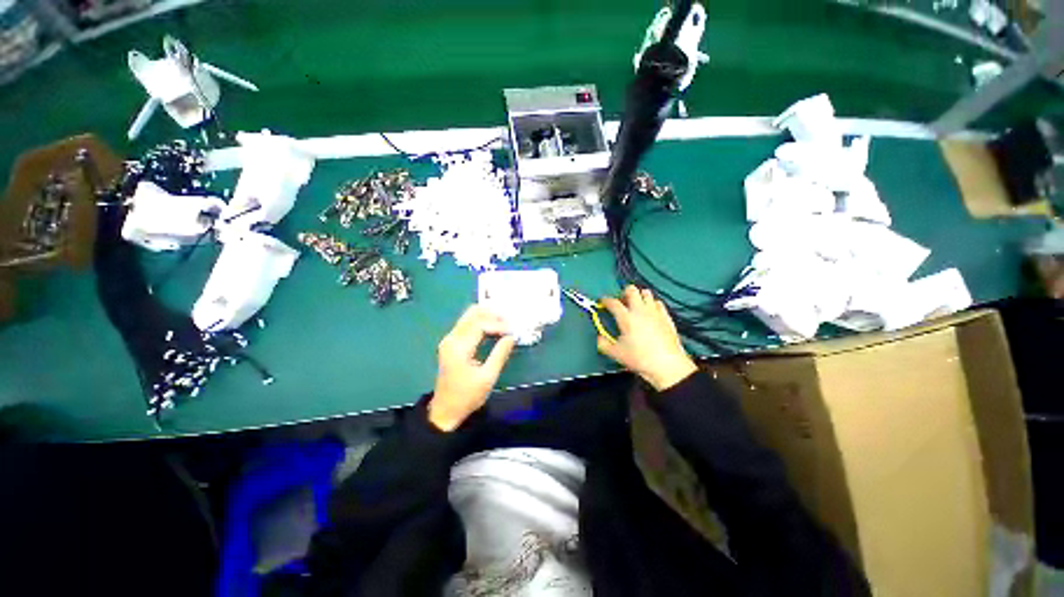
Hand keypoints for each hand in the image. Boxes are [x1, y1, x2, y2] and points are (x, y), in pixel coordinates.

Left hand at [429, 306, 516, 431]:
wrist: (445, 410)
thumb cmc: (467, 396)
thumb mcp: (488, 377)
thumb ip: (500, 354)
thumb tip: (512, 337)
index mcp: (459, 347)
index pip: (480, 324)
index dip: (498, 324)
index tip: (512, 331)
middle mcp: (451, 339)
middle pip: (472, 314)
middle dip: (492, 314)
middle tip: (509, 321)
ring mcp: (449, 340)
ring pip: (469, 317)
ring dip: (487, 317)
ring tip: (504, 323)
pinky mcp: (451, 343)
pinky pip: (467, 325)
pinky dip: (481, 322)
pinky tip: (493, 328)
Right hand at [597, 286, 697, 391]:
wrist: (667, 364)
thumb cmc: (639, 358)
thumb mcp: (616, 354)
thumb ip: (603, 344)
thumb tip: (599, 337)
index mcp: (626, 318)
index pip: (613, 302)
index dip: (605, 300)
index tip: (602, 302)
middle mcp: (640, 310)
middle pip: (631, 290)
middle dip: (624, 293)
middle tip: (621, 302)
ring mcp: (655, 312)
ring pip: (646, 293)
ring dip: (639, 296)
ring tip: (636, 306)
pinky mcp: (666, 316)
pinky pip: (658, 302)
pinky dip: (652, 304)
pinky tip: (650, 313)